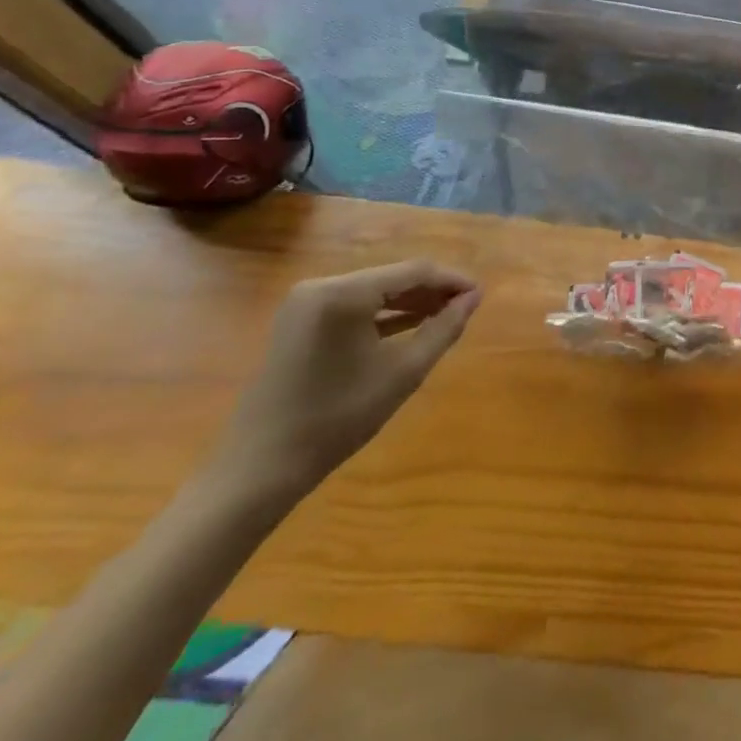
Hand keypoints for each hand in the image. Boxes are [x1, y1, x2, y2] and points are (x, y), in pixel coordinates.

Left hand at [210, 261, 481, 504]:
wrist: (260, 468)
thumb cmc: (337, 418)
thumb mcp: (403, 372)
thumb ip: (443, 329)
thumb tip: (474, 297)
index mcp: (345, 293)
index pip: (414, 271)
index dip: (452, 280)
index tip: (480, 296)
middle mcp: (322, 286)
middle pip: (393, 277)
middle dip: (432, 291)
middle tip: (466, 309)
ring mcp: (305, 303)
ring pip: (374, 291)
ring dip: (410, 302)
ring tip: (445, 318)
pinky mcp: (298, 322)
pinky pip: (352, 306)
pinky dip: (383, 315)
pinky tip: (410, 327)